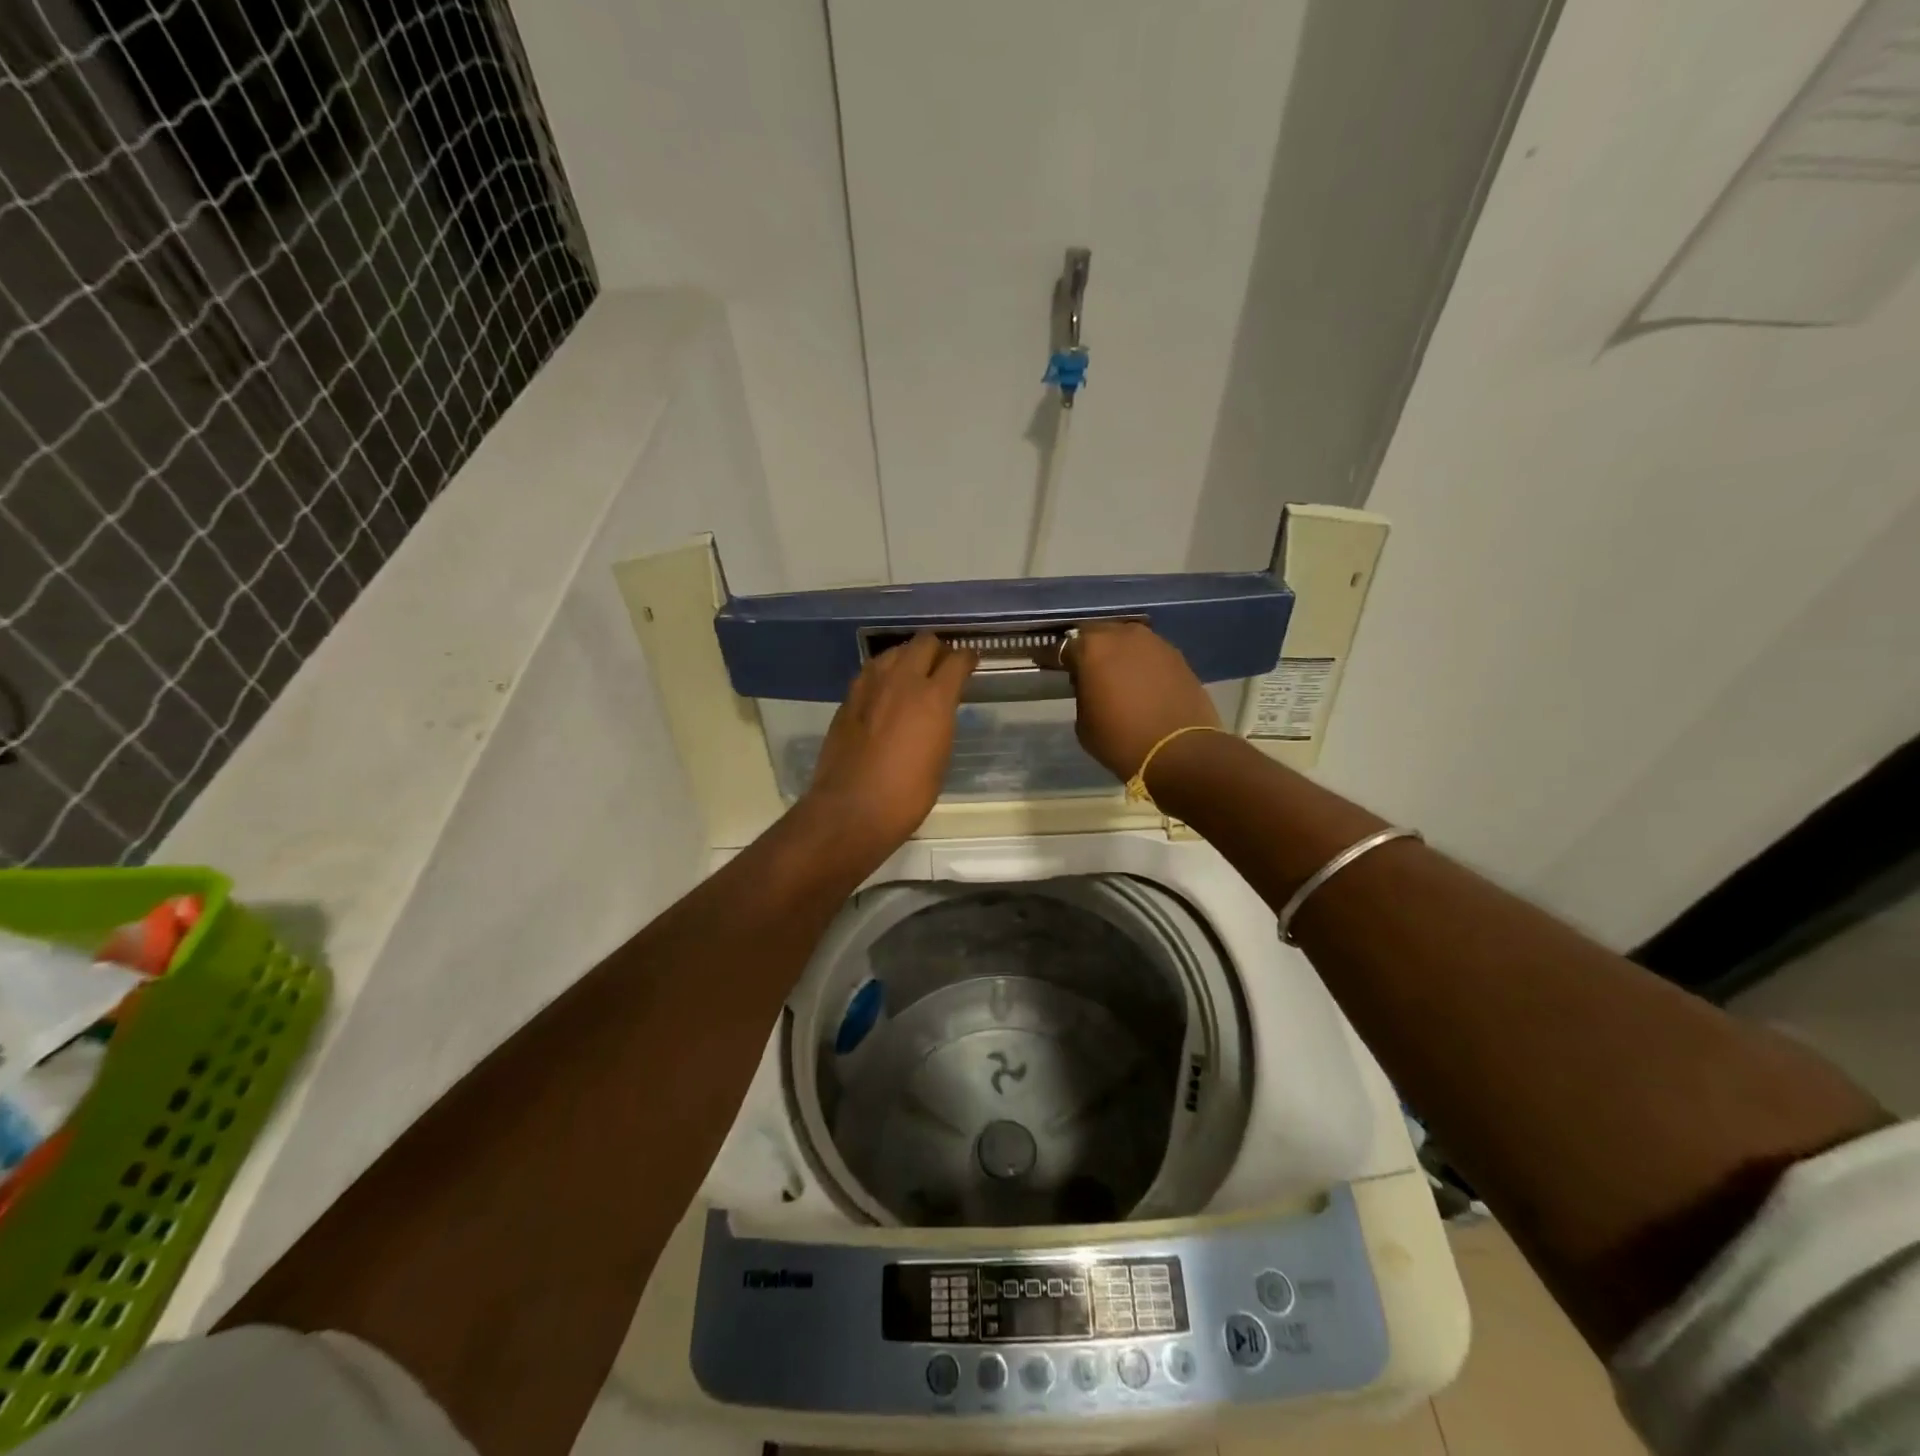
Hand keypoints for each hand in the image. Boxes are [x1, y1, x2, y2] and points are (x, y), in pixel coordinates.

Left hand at [802, 633, 976, 857]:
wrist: (852, 809)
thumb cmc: (907, 795)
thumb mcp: (940, 758)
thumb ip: (941, 723)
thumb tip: (938, 711)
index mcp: (934, 698)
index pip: (957, 660)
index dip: (967, 658)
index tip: (971, 662)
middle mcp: (902, 681)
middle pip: (923, 642)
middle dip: (937, 649)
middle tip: (942, 666)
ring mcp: (870, 686)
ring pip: (893, 651)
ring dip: (907, 657)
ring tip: (912, 674)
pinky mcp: (848, 699)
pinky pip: (870, 672)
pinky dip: (883, 674)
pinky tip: (885, 692)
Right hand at [1063, 621, 1220, 782]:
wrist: (1179, 752)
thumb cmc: (1121, 740)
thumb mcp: (1084, 723)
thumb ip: (1082, 694)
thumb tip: (1090, 684)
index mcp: (1092, 648)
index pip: (1065, 646)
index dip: (1057, 659)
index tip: (1053, 669)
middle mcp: (1124, 635)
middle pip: (1099, 635)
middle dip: (1090, 650)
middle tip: (1086, 671)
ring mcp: (1155, 643)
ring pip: (1127, 640)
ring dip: (1118, 654)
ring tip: (1116, 676)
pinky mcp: (1178, 657)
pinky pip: (1150, 654)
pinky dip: (1141, 664)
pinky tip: (1141, 683)